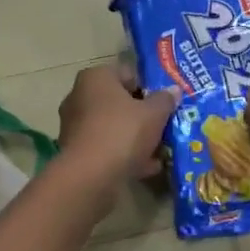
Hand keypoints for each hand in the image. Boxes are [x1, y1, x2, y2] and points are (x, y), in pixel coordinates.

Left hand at [55, 63, 178, 191]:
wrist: (90, 176)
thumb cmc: (122, 132)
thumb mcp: (154, 113)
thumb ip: (165, 99)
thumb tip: (173, 91)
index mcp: (95, 78)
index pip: (128, 74)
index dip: (150, 86)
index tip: (166, 101)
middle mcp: (79, 97)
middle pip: (120, 102)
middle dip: (142, 115)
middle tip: (164, 125)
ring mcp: (75, 126)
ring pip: (114, 127)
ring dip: (136, 138)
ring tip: (160, 150)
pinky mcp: (76, 152)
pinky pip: (106, 148)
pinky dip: (124, 155)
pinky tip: (147, 167)